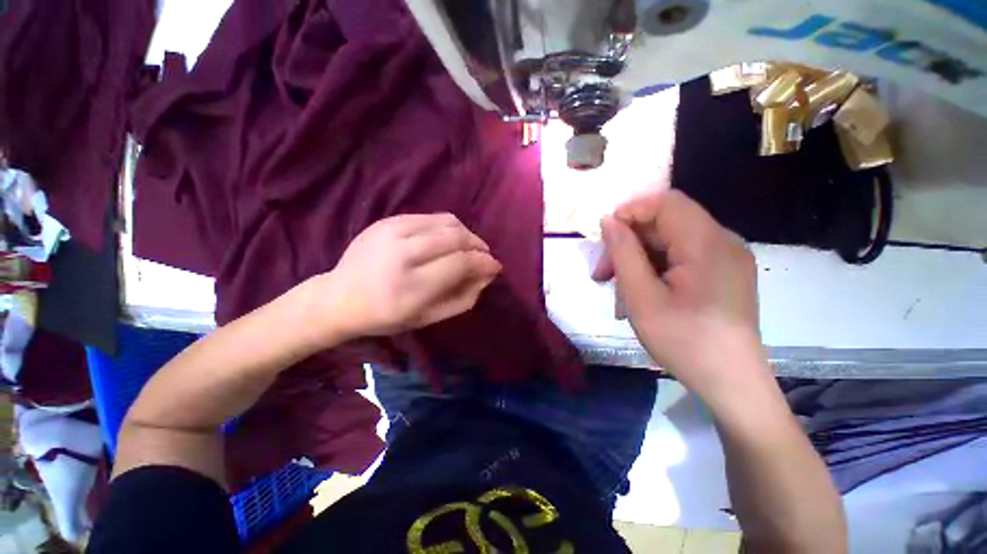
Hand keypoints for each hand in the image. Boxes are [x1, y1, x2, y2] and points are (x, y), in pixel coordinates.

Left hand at [311, 213, 500, 340]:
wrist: (339, 297)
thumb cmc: (387, 315)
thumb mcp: (430, 318)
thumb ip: (464, 297)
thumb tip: (488, 274)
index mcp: (412, 286)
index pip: (461, 263)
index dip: (484, 262)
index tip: (495, 266)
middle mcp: (403, 253)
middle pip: (456, 237)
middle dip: (479, 245)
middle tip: (485, 256)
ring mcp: (392, 231)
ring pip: (447, 222)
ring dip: (466, 234)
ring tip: (469, 247)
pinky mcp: (387, 220)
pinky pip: (431, 217)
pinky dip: (448, 227)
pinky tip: (447, 240)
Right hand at [593, 190, 766, 402]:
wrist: (732, 384)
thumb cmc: (684, 341)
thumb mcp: (642, 298)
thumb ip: (624, 253)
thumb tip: (609, 221)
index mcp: (707, 244)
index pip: (665, 202)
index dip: (630, 212)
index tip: (604, 239)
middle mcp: (723, 242)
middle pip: (666, 223)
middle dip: (628, 243)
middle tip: (603, 275)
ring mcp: (726, 258)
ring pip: (670, 242)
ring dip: (638, 260)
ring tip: (620, 293)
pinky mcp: (724, 273)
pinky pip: (682, 258)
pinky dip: (655, 270)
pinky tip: (642, 295)